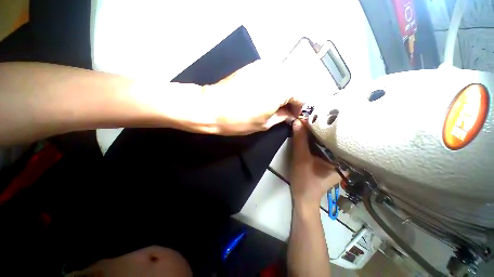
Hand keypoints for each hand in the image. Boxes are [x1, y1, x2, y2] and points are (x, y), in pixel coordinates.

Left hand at [204, 60, 305, 134]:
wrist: (211, 107)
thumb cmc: (239, 120)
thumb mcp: (265, 123)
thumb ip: (282, 117)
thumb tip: (291, 115)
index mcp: (282, 88)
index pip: (302, 95)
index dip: (300, 107)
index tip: (295, 116)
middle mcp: (276, 72)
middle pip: (294, 84)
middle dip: (293, 98)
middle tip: (286, 111)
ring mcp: (264, 66)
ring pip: (283, 78)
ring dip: (284, 91)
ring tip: (276, 104)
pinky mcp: (253, 66)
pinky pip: (271, 74)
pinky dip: (274, 84)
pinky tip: (266, 94)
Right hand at [290, 119, 342, 207]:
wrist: (303, 198)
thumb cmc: (305, 180)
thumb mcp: (301, 158)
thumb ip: (300, 140)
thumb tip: (298, 121)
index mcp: (344, 160)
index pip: (339, 137)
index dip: (329, 125)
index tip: (319, 114)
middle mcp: (344, 159)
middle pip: (333, 139)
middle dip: (323, 128)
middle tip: (315, 114)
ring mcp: (336, 161)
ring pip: (327, 143)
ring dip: (318, 134)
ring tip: (313, 121)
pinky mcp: (328, 161)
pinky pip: (323, 147)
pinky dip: (316, 141)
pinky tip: (311, 133)